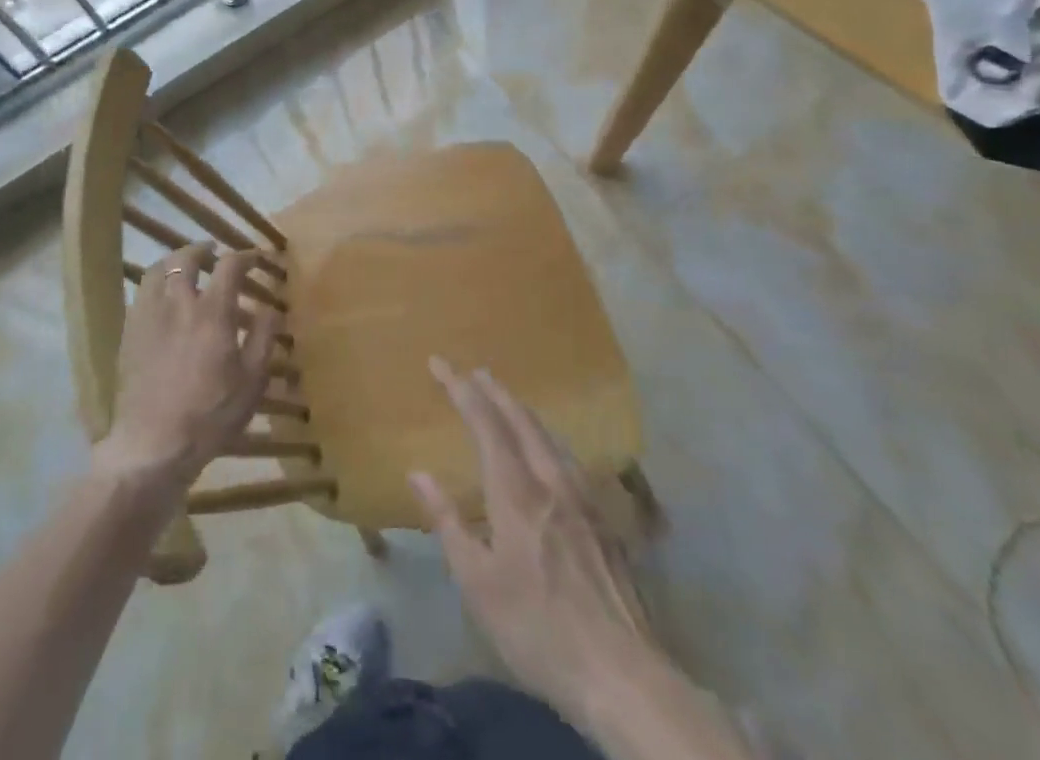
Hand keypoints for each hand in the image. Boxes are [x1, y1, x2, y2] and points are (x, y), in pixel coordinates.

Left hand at [94, 243, 279, 496]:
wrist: (154, 444)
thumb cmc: (211, 414)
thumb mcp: (252, 381)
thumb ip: (264, 338)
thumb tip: (272, 308)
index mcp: (212, 311)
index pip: (229, 266)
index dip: (245, 256)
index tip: (255, 257)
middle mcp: (178, 302)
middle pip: (187, 258)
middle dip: (203, 250)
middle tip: (214, 254)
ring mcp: (148, 315)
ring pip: (158, 270)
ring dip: (174, 261)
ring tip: (184, 267)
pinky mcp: (129, 332)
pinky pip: (141, 293)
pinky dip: (155, 283)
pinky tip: (161, 297)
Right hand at [411, 360, 752, 759]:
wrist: (623, 677)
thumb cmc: (537, 629)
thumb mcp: (477, 583)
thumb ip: (447, 522)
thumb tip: (417, 472)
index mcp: (517, 493)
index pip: (485, 424)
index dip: (461, 390)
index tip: (439, 363)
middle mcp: (552, 483)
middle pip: (522, 420)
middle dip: (495, 391)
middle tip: (474, 372)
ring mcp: (584, 501)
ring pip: (550, 437)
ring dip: (523, 411)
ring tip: (508, 402)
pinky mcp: (605, 523)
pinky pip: (569, 460)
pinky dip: (547, 439)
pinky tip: (550, 452)